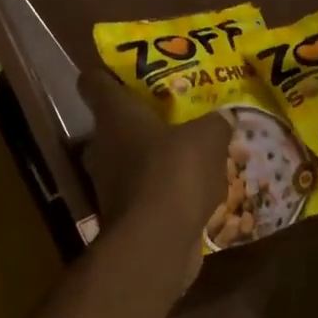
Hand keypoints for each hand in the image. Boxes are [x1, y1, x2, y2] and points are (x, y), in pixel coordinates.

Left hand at [77, 70, 228, 244]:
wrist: (155, 243)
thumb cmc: (174, 174)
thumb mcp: (208, 138)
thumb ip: (215, 124)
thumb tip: (223, 118)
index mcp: (114, 116)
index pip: (93, 82)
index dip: (105, 74)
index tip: (124, 74)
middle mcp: (102, 147)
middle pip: (111, 125)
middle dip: (138, 121)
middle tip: (171, 116)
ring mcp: (108, 184)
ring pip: (127, 161)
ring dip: (151, 159)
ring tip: (188, 155)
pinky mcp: (122, 216)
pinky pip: (142, 193)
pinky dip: (160, 191)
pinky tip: (191, 192)